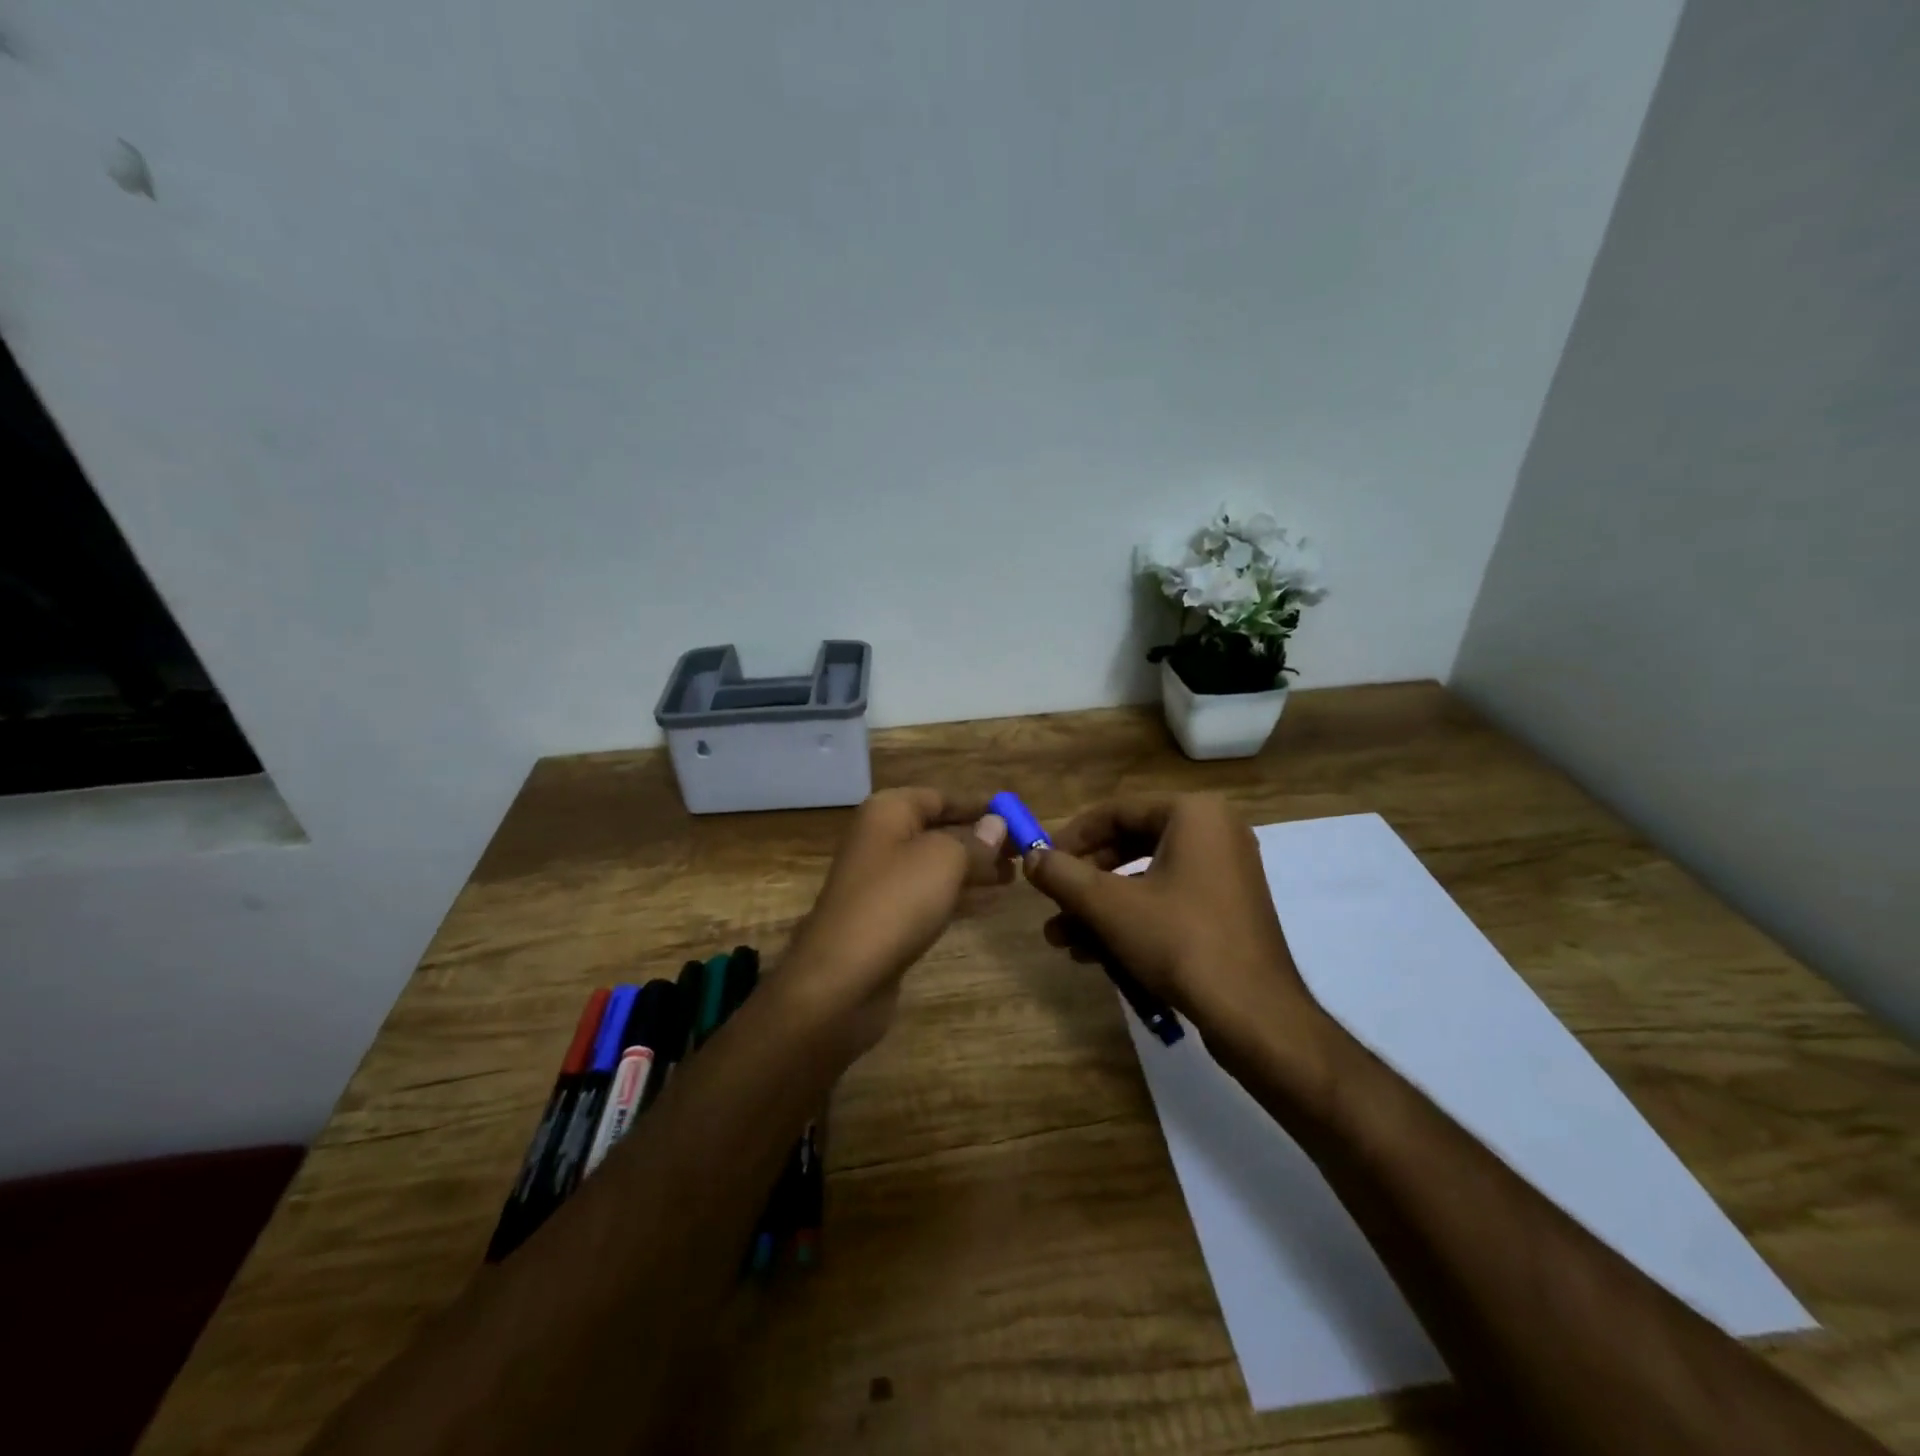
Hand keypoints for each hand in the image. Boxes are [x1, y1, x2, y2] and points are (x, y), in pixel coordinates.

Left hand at [781, 788, 1011, 1053]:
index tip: (1015, 814)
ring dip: (974, 868)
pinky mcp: (887, 918)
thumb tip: (996, 824)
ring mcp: (882, 882)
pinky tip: (992, 903)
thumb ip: (975, 841)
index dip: (978, 806)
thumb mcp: (944, 860)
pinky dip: (960, 896)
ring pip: (937, 866)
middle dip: (980, 839)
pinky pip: (930, 896)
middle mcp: (881, 840)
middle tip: (1024, 850)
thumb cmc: (895, 902)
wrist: (842, 977)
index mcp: (888, 813)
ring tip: (1016, 875)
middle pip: (939, 831)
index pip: (939, 797)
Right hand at [1022, 794, 1326, 1062]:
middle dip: (1084, 881)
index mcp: (1193, 814)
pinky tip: (1094, 954)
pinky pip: (1167, 902)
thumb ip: (1061, 875)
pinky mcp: (1226, 911)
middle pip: (1129, 845)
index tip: (1041, 862)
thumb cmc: (1179, 941)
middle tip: (1052, 902)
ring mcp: (1225, 874)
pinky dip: (1130, 921)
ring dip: (1100, 908)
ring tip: (1062, 939)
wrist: (1255, 1015)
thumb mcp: (1108, 906)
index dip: (1072, 837)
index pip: (1116, 811)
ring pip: (1144, 880)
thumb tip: (1030, 857)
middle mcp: (1214, 833)